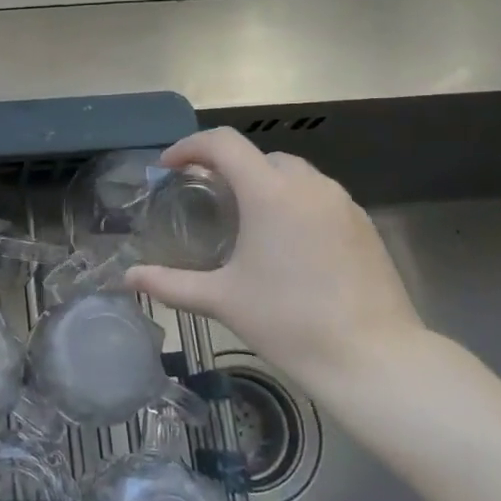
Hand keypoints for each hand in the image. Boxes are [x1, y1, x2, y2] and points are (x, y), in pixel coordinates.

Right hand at [124, 128, 425, 387]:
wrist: (372, 357)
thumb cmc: (288, 322)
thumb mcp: (221, 300)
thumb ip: (169, 284)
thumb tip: (128, 278)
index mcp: (269, 193)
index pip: (223, 143)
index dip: (190, 147)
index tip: (168, 167)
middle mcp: (308, 186)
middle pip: (259, 156)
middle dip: (227, 166)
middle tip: (203, 195)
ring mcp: (342, 203)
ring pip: (293, 174)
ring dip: (262, 183)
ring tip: (243, 218)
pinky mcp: (363, 225)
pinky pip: (318, 196)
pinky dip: (292, 202)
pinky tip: (284, 242)